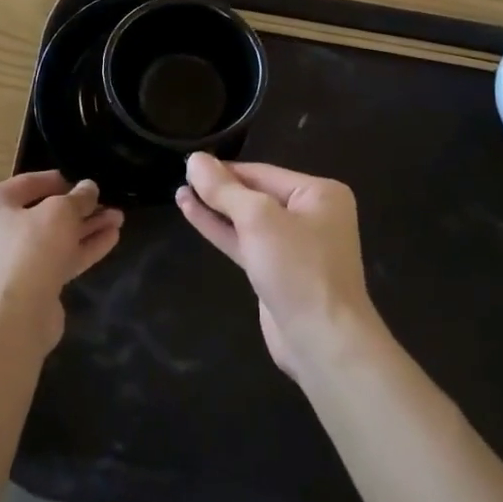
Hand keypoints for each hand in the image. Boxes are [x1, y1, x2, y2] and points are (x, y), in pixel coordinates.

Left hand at [0, 171, 122, 354]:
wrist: (14, 319)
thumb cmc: (30, 249)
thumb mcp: (60, 212)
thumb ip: (78, 197)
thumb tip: (89, 188)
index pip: (28, 183)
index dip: (60, 180)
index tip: (86, 183)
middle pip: (43, 213)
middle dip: (80, 209)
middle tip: (108, 203)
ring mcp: (10, 263)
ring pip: (53, 239)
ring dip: (85, 228)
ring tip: (118, 219)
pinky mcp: (27, 287)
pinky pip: (56, 260)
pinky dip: (81, 249)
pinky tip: (111, 238)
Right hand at [177, 154, 378, 375]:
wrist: (322, 342)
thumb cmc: (298, 268)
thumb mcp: (258, 219)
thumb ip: (224, 189)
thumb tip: (195, 159)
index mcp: (319, 194)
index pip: (262, 172)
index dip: (224, 169)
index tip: (189, 164)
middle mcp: (311, 215)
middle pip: (255, 194)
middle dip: (219, 189)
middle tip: (181, 177)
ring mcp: (294, 246)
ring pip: (247, 220)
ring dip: (215, 209)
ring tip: (180, 193)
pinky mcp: (277, 273)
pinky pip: (245, 243)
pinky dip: (221, 230)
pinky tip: (192, 214)